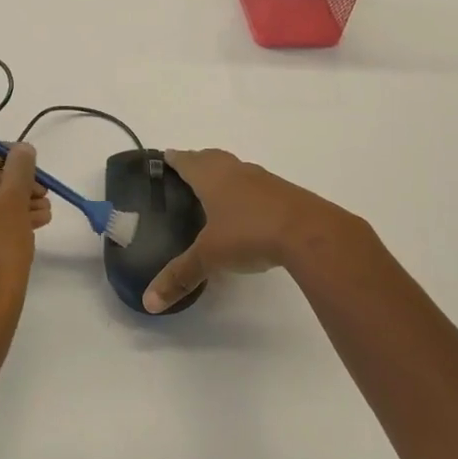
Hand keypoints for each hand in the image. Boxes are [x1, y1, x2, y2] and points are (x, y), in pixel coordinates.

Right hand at [144, 149, 353, 312]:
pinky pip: (257, 185)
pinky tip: (247, 209)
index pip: (187, 161)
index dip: (174, 158)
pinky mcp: (284, 193)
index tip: (165, 156)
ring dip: (224, 173)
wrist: (308, 232)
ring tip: (215, 189)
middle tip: (186, 170)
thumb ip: (180, 276)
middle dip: (198, 161)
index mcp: (211, 177)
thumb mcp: (210, 257)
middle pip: (212, 158)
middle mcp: (235, 171)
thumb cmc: (249, 233)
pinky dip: (246, 190)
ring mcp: (263, 180)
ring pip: (236, 169)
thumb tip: (149, 302)